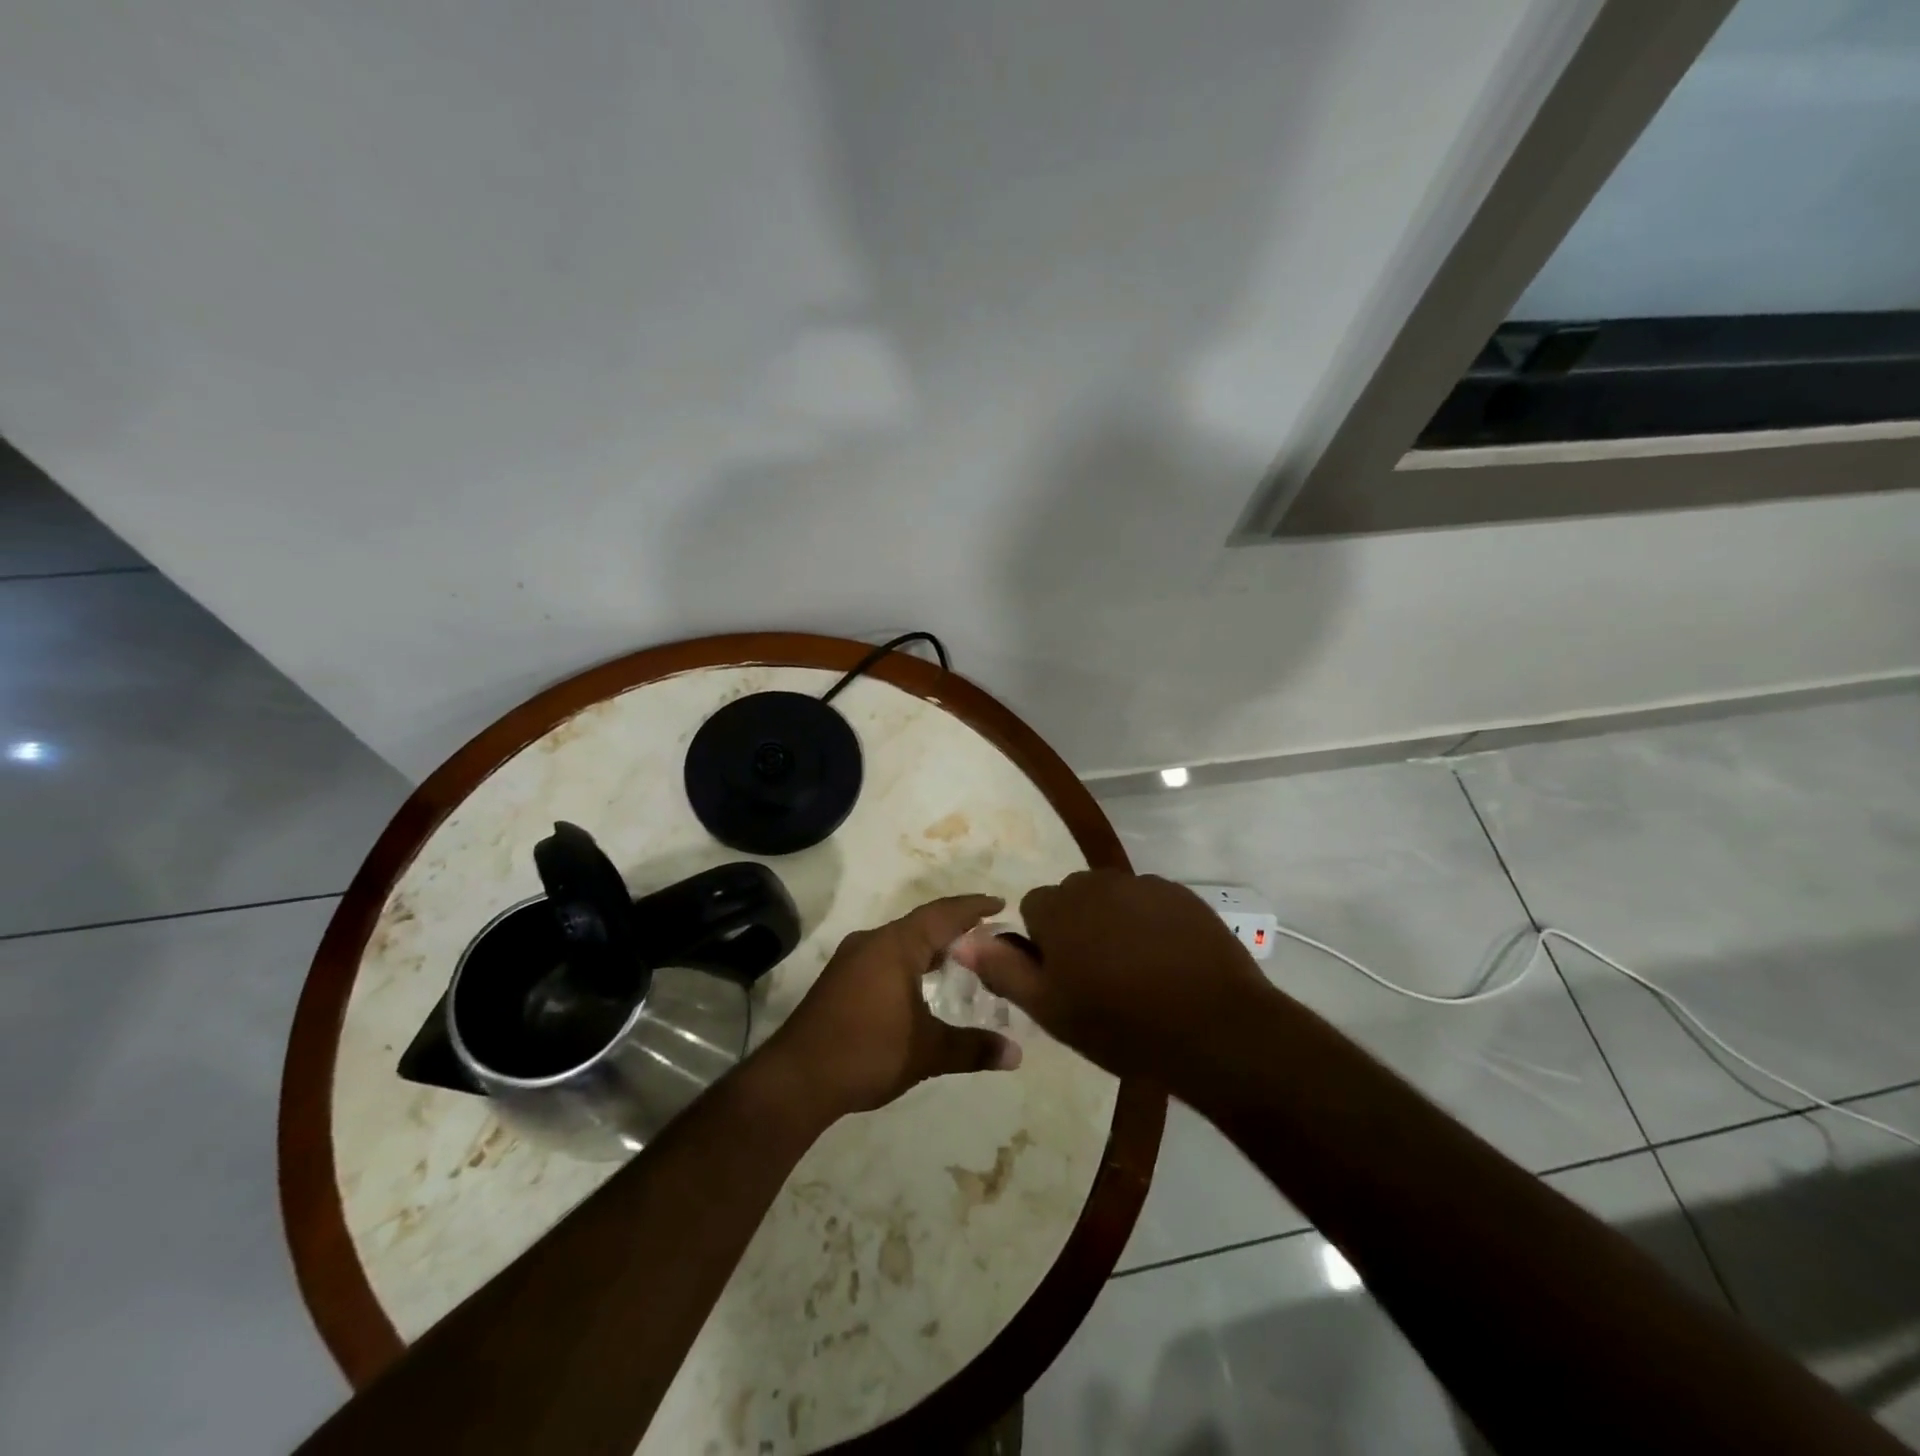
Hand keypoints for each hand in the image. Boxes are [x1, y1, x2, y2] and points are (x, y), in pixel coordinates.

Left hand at [765, 894, 1021, 1119]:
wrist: (796, 1079)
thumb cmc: (867, 1052)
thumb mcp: (927, 1052)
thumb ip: (973, 1048)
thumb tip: (1016, 1054)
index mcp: (895, 945)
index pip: (942, 914)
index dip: (973, 907)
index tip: (1000, 903)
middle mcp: (872, 942)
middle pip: (921, 924)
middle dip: (954, 926)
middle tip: (987, 934)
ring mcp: (851, 960)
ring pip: (900, 941)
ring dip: (930, 945)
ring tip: (961, 957)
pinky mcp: (839, 980)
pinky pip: (884, 957)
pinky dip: (910, 961)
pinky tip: (920, 984)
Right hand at [955, 870, 1272, 1084]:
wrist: (1214, 1028)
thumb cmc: (1121, 1024)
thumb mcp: (1050, 1009)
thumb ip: (1002, 969)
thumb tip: (962, 940)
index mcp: (1059, 907)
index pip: (1033, 909)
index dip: (1043, 945)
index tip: (1063, 979)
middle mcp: (1097, 883)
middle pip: (1073, 898)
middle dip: (1076, 927)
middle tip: (1098, 977)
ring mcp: (1144, 885)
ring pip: (1111, 898)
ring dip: (1112, 923)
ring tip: (1135, 971)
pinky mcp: (1182, 895)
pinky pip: (1150, 902)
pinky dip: (1150, 923)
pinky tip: (1167, 961)